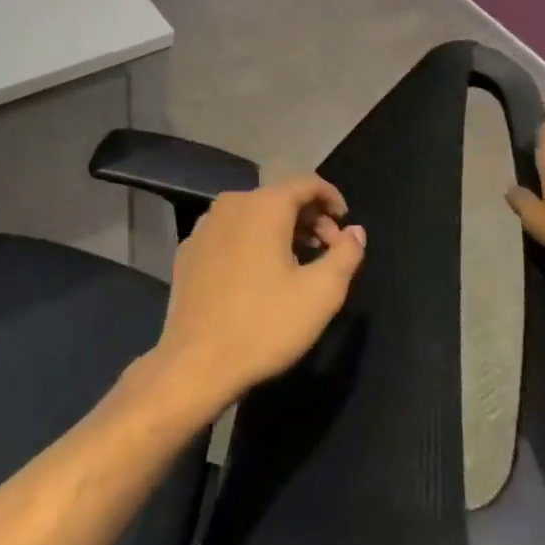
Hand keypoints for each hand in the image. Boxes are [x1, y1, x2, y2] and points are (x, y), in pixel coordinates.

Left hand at [150, 175, 367, 415]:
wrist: (196, 362)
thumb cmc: (264, 324)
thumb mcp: (321, 294)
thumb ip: (346, 254)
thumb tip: (355, 231)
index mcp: (264, 205)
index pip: (307, 182)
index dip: (332, 198)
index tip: (346, 226)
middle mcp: (231, 204)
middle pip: (279, 197)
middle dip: (309, 218)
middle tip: (328, 252)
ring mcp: (204, 226)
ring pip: (252, 215)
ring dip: (280, 231)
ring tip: (297, 264)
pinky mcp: (188, 250)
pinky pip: (229, 233)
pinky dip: (251, 242)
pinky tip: (258, 276)